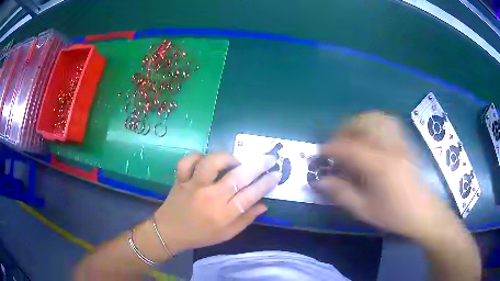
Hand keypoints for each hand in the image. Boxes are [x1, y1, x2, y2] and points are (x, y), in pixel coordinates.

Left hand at [153, 152, 280, 254]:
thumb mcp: (227, 234)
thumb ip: (246, 219)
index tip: (276, 173)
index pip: (251, 195)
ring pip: (211, 163)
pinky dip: (197, 157)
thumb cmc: (200, 235)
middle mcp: (210, 197)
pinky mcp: (180, 179)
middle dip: (258, 165)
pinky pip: (187, 161)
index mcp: (223, 214)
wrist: (169, 232)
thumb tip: (264, 204)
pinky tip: (204, 161)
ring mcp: (193, 186)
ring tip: (235, 162)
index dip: (266, 183)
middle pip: (237, 177)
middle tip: (270, 158)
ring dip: (227, 158)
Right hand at [316, 111, 460, 239]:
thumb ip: (342, 193)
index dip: (331, 147)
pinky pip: (388, 122)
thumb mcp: (365, 210)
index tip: (320, 153)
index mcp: (378, 166)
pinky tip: (371, 136)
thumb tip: (320, 181)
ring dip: (359, 123)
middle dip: (344, 129)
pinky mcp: (406, 142)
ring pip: (376, 118)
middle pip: (363, 123)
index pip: (349, 147)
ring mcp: (400, 142)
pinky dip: (374, 122)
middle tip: (337, 145)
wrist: (424, 212)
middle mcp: (389, 147)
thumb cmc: (395, 214)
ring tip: (352, 137)